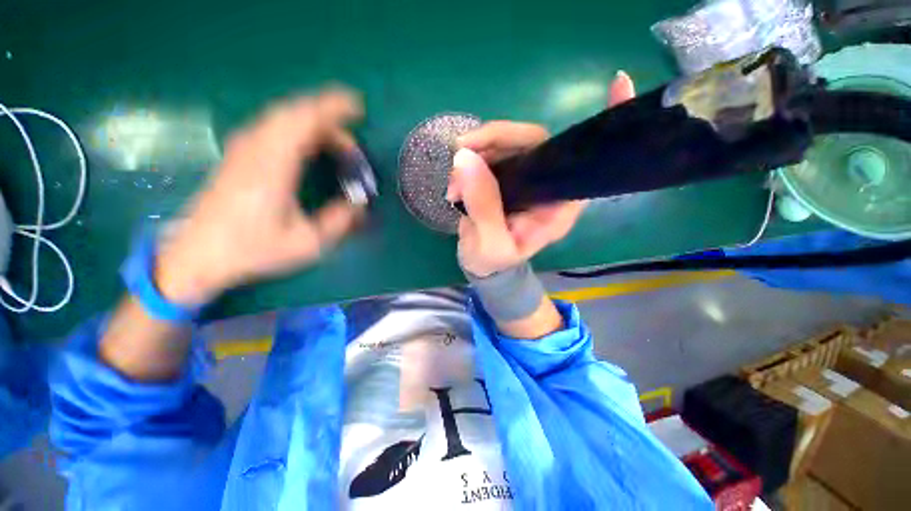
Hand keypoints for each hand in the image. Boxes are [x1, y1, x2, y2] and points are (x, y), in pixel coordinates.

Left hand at [155, 87, 364, 304]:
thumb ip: (338, 222)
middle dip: (328, 116)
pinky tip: (309, 145)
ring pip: (282, 117)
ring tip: (338, 142)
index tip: (358, 107)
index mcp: (273, 166)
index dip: (333, 109)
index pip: (304, 120)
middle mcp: (256, 148)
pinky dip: (297, 127)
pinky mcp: (239, 155)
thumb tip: (359, 205)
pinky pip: (273, 126)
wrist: (199, 255)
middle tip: (353, 141)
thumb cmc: (252, 250)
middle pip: (294, 113)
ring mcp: (243, 149)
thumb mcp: (306, 243)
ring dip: (313, 122)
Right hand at [448, 72, 635, 276]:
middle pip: (534, 142)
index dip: (601, 128)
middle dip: (496, 138)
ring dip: (476, 152)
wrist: (479, 264)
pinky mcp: (503, 175)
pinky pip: (489, 153)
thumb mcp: (490, 245)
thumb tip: (465, 159)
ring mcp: (524, 178)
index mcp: (557, 207)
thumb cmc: (492, 261)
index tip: (618, 83)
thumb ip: (483, 207)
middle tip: (462, 149)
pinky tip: (454, 184)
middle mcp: (546, 187)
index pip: (583, 164)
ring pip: (507, 143)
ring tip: (453, 184)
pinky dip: (469, 160)